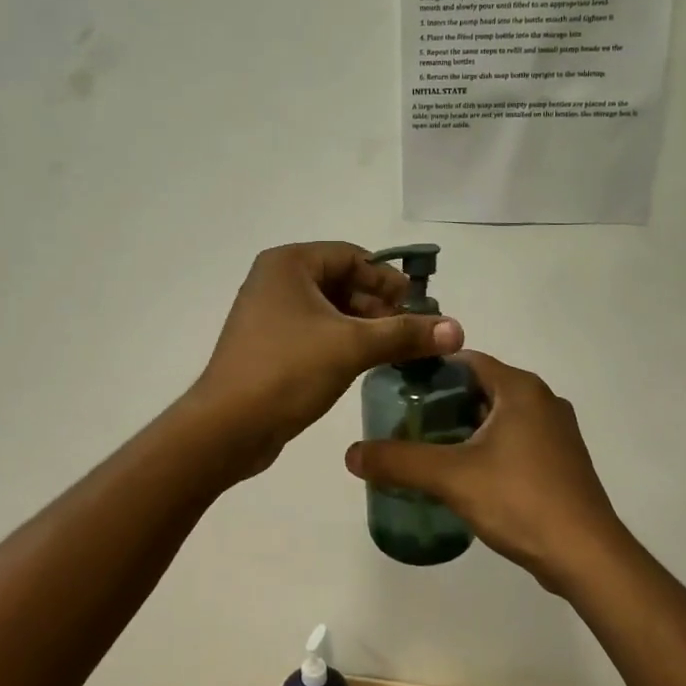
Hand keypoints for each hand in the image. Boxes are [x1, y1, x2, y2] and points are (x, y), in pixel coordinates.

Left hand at [189, 242, 463, 475]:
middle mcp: (276, 282)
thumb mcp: (352, 347)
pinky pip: (317, 334)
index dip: (390, 281)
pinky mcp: (270, 347)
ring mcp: (269, 315)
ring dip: (366, 328)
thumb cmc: (287, 371)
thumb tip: (458, 328)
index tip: (421, 310)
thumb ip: (405, 334)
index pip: (353, 257)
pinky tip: (367, 366)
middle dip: (381, 308)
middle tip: (414, 335)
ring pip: (331, 311)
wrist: (227, 428)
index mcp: (289, 264)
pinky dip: (344, 344)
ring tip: (397, 353)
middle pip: (343, 283)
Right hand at [344, 352, 630, 592]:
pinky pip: (514, 441)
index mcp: (521, 389)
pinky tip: (463, 475)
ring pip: (498, 418)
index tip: (397, 390)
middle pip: (481, 388)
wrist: (585, 555)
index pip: (466, 360)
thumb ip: (399, 461)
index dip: (430, 371)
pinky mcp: (560, 462)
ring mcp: (556, 433)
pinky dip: (487, 448)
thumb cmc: (520, 500)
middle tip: (404, 423)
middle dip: (443, 404)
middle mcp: (543, 401)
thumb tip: (351, 454)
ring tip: (426, 449)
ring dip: (464, 428)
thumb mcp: (451, 477)